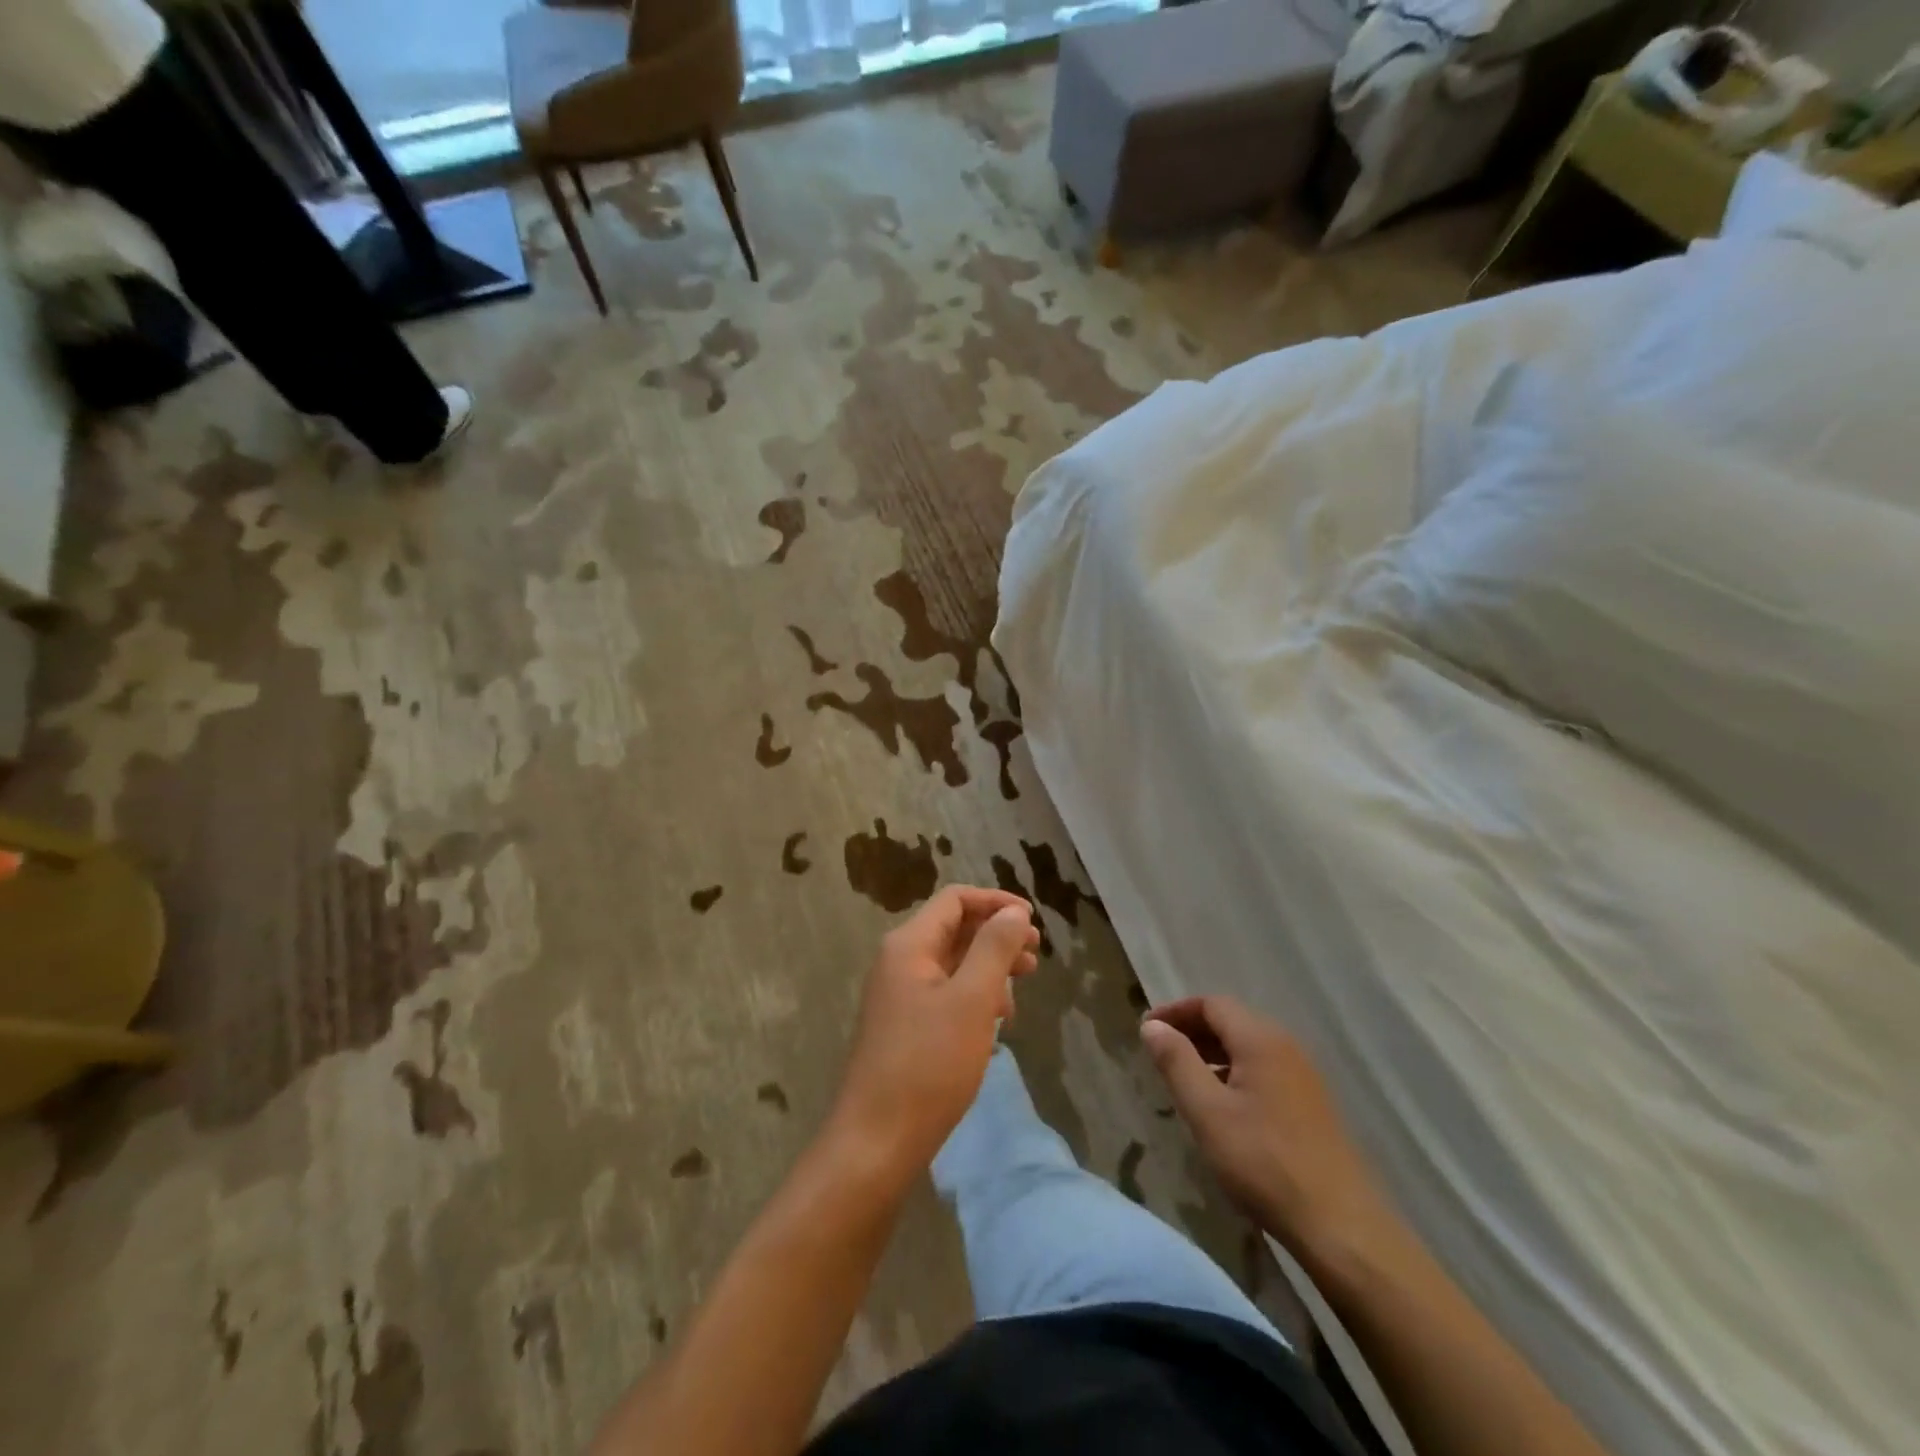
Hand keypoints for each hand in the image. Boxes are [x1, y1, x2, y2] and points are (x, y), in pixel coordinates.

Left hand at [830, 886, 1039, 1174]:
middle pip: (954, 928)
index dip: (996, 902)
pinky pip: (946, 992)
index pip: (955, 900)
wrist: (877, 1141)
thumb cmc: (929, 1064)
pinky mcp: (905, 1025)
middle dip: (997, 935)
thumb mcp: (972, 1000)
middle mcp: (900, 961)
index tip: (1032, 922)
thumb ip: (994, 948)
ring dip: (990, 966)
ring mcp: (900, 995)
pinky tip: (997, 1019)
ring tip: (1024, 985)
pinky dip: (975, 994)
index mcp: (909, 945)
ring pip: (953, 962)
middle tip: (1035, 955)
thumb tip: (1013, 912)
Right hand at [1141, 996, 1398, 1262]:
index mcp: (1260, 1039)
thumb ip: (1176, 1062)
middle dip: (1192, 1030)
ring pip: (1248, 1047)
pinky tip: (1221, 1106)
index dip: (1175, 1012)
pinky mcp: (1311, 1104)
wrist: (1341, 1226)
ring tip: (1183, 1078)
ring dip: (1212, 1053)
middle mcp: (1285, 1046)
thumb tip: (1152, 1025)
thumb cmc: (1263, 1162)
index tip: (1146, 1030)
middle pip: (1231, 1021)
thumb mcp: (1207, 1111)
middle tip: (1159, 1053)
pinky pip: (1263, 1069)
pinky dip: (1234, 1072)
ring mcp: (1303, 1076)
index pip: (1211, 1004)